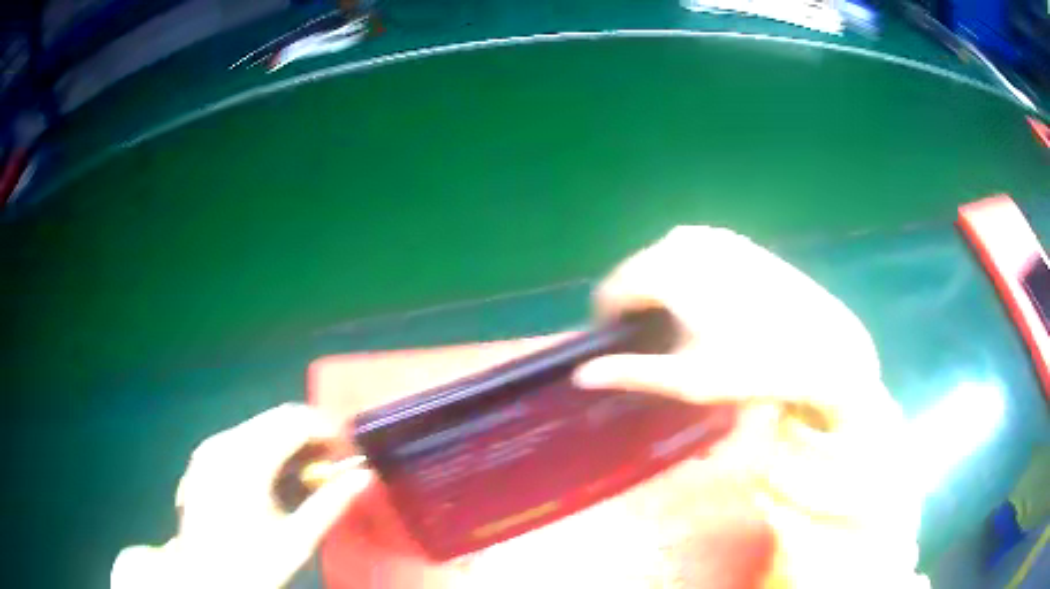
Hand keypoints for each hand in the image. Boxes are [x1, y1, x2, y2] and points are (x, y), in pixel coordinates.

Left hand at [111, 404, 371, 588]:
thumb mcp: (296, 541)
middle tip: (335, 465)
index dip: (328, 430)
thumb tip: (363, 476)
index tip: (351, 453)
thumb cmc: (251, 564)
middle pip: (276, 419)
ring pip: (259, 427)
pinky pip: (242, 440)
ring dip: (290, 443)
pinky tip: (277, 480)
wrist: (202, 576)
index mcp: (245, 461)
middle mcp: (223, 443)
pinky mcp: (204, 457)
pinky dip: (267, 450)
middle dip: (311, 436)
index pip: (294, 422)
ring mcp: (209, 448)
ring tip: (310, 476)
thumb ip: (330, 504)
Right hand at [573, 227, 926, 586]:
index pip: (613, 290)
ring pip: (665, 262)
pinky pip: (694, 254)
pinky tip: (708, 306)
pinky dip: (687, 277)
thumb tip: (580, 375)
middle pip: (638, 273)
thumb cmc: (754, 366)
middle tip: (653, 346)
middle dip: (636, 307)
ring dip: (661, 291)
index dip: (608, 323)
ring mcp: (714, 237)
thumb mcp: (687, 379)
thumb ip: (631, 371)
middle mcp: (685, 241)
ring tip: (679, 328)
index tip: (618, 352)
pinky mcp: (737, 241)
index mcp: (667, 268)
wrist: (821, 346)